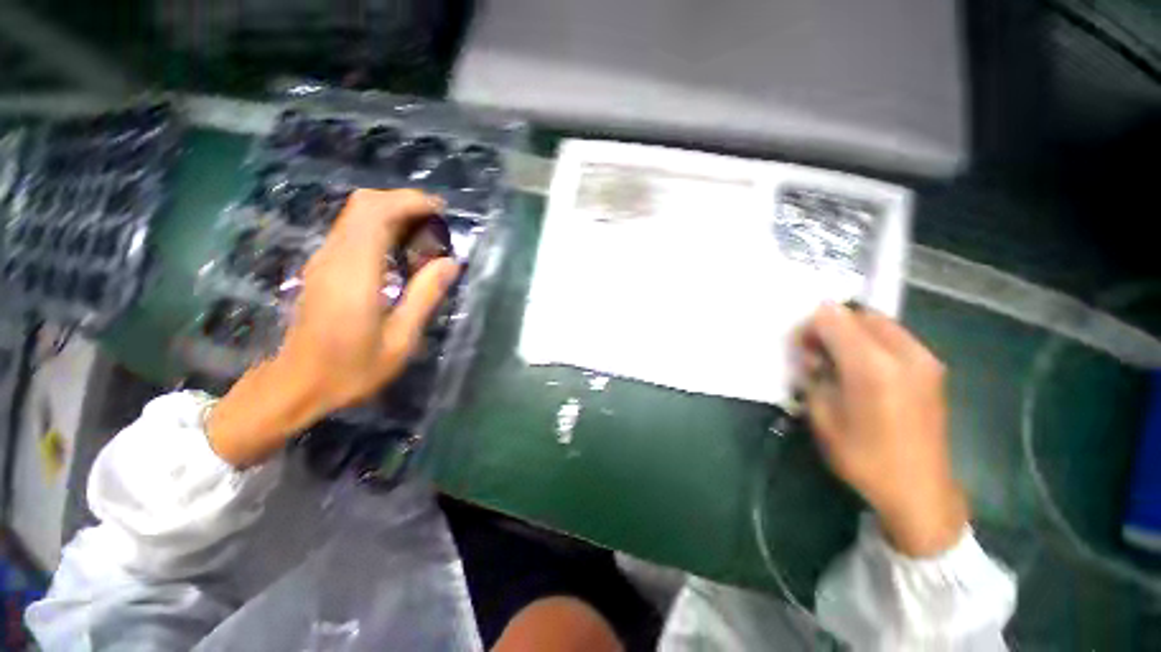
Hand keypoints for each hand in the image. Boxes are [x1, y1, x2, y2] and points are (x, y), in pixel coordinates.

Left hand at [207, 189, 459, 467]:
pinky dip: (379, 227)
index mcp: (355, 274)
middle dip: (402, 202)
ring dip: (392, 213)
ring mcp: (323, 261)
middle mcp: (334, 258)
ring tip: (424, 233)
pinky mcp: (321, 268)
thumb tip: (450, 263)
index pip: (375, 214)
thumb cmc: (351, 370)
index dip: (409, 202)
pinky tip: (400, 249)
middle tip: (436, 220)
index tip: (440, 210)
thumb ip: (425, 296)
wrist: (295, 385)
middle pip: (363, 205)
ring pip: (355, 215)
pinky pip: (352, 231)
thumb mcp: (400, 340)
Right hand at [797, 303, 967, 556]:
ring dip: (852, 332)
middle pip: (859, 315)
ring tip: (838, 360)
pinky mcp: (933, 369)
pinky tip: (863, 368)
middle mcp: (904, 354)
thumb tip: (813, 356)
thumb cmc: (863, 457)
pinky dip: (872, 341)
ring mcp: (924, 360)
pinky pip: (895, 337)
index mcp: (872, 367)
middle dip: (832, 325)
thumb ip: (815, 376)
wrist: (919, 491)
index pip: (834, 319)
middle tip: (816, 352)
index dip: (811, 326)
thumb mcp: (823, 417)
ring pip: (879, 323)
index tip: (800, 347)